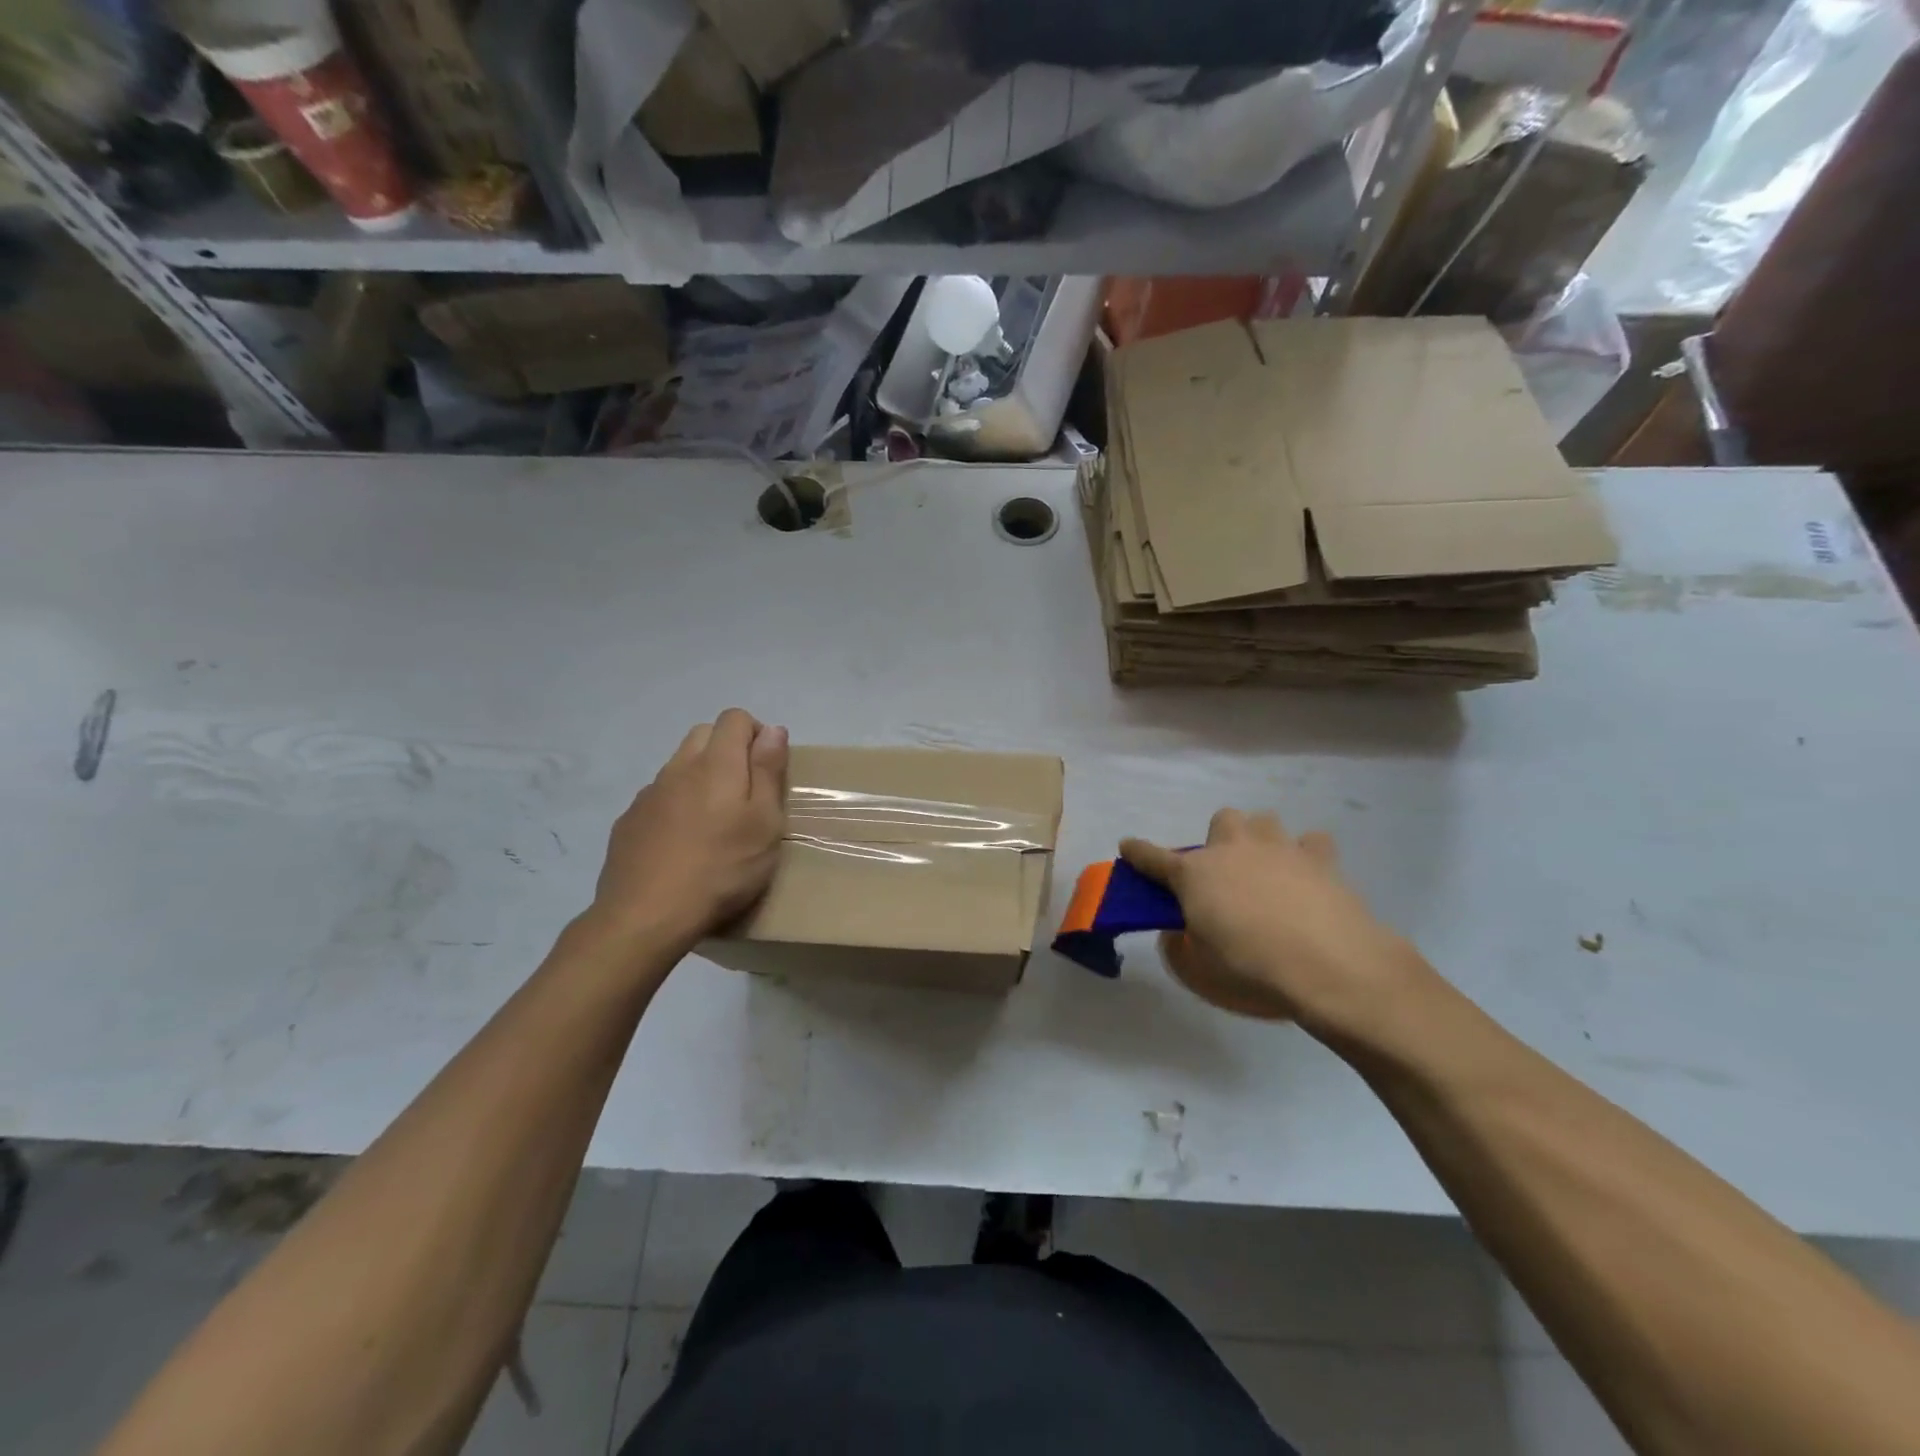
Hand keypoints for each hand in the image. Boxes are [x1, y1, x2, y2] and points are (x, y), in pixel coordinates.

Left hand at [591, 709, 788, 946]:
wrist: (645, 916)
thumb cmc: (721, 869)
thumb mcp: (765, 823)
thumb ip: (769, 771)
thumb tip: (772, 729)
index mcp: (716, 764)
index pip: (734, 718)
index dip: (756, 734)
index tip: (768, 769)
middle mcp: (678, 768)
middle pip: (703, 734)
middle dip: (728, 749)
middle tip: (745, 793)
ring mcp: (648, 794)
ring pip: (679, 766)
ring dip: (701, 778)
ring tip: (714, 823)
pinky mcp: (628, 822)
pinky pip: (658, 797)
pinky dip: (676, 806)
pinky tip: (682, 844)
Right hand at [1120, 809, 1429, 1036]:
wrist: (1327, 964)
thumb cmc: (1250, 967)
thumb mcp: (1199, 968)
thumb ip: (1180, 946)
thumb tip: (1179, 933)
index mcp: (1194, 874)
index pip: (1154, 857)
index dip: (1138, 852)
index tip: (1127, 846)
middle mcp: (1233, 850)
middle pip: (1222, 819)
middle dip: (1220, 839)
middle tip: (1226, 873)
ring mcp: (1279, 849)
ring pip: (1265, 820)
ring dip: (1261, 839)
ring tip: (1268, 869)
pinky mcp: (1320, 860)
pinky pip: (1312, 842)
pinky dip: (1308, 855)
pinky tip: (1309, 876)